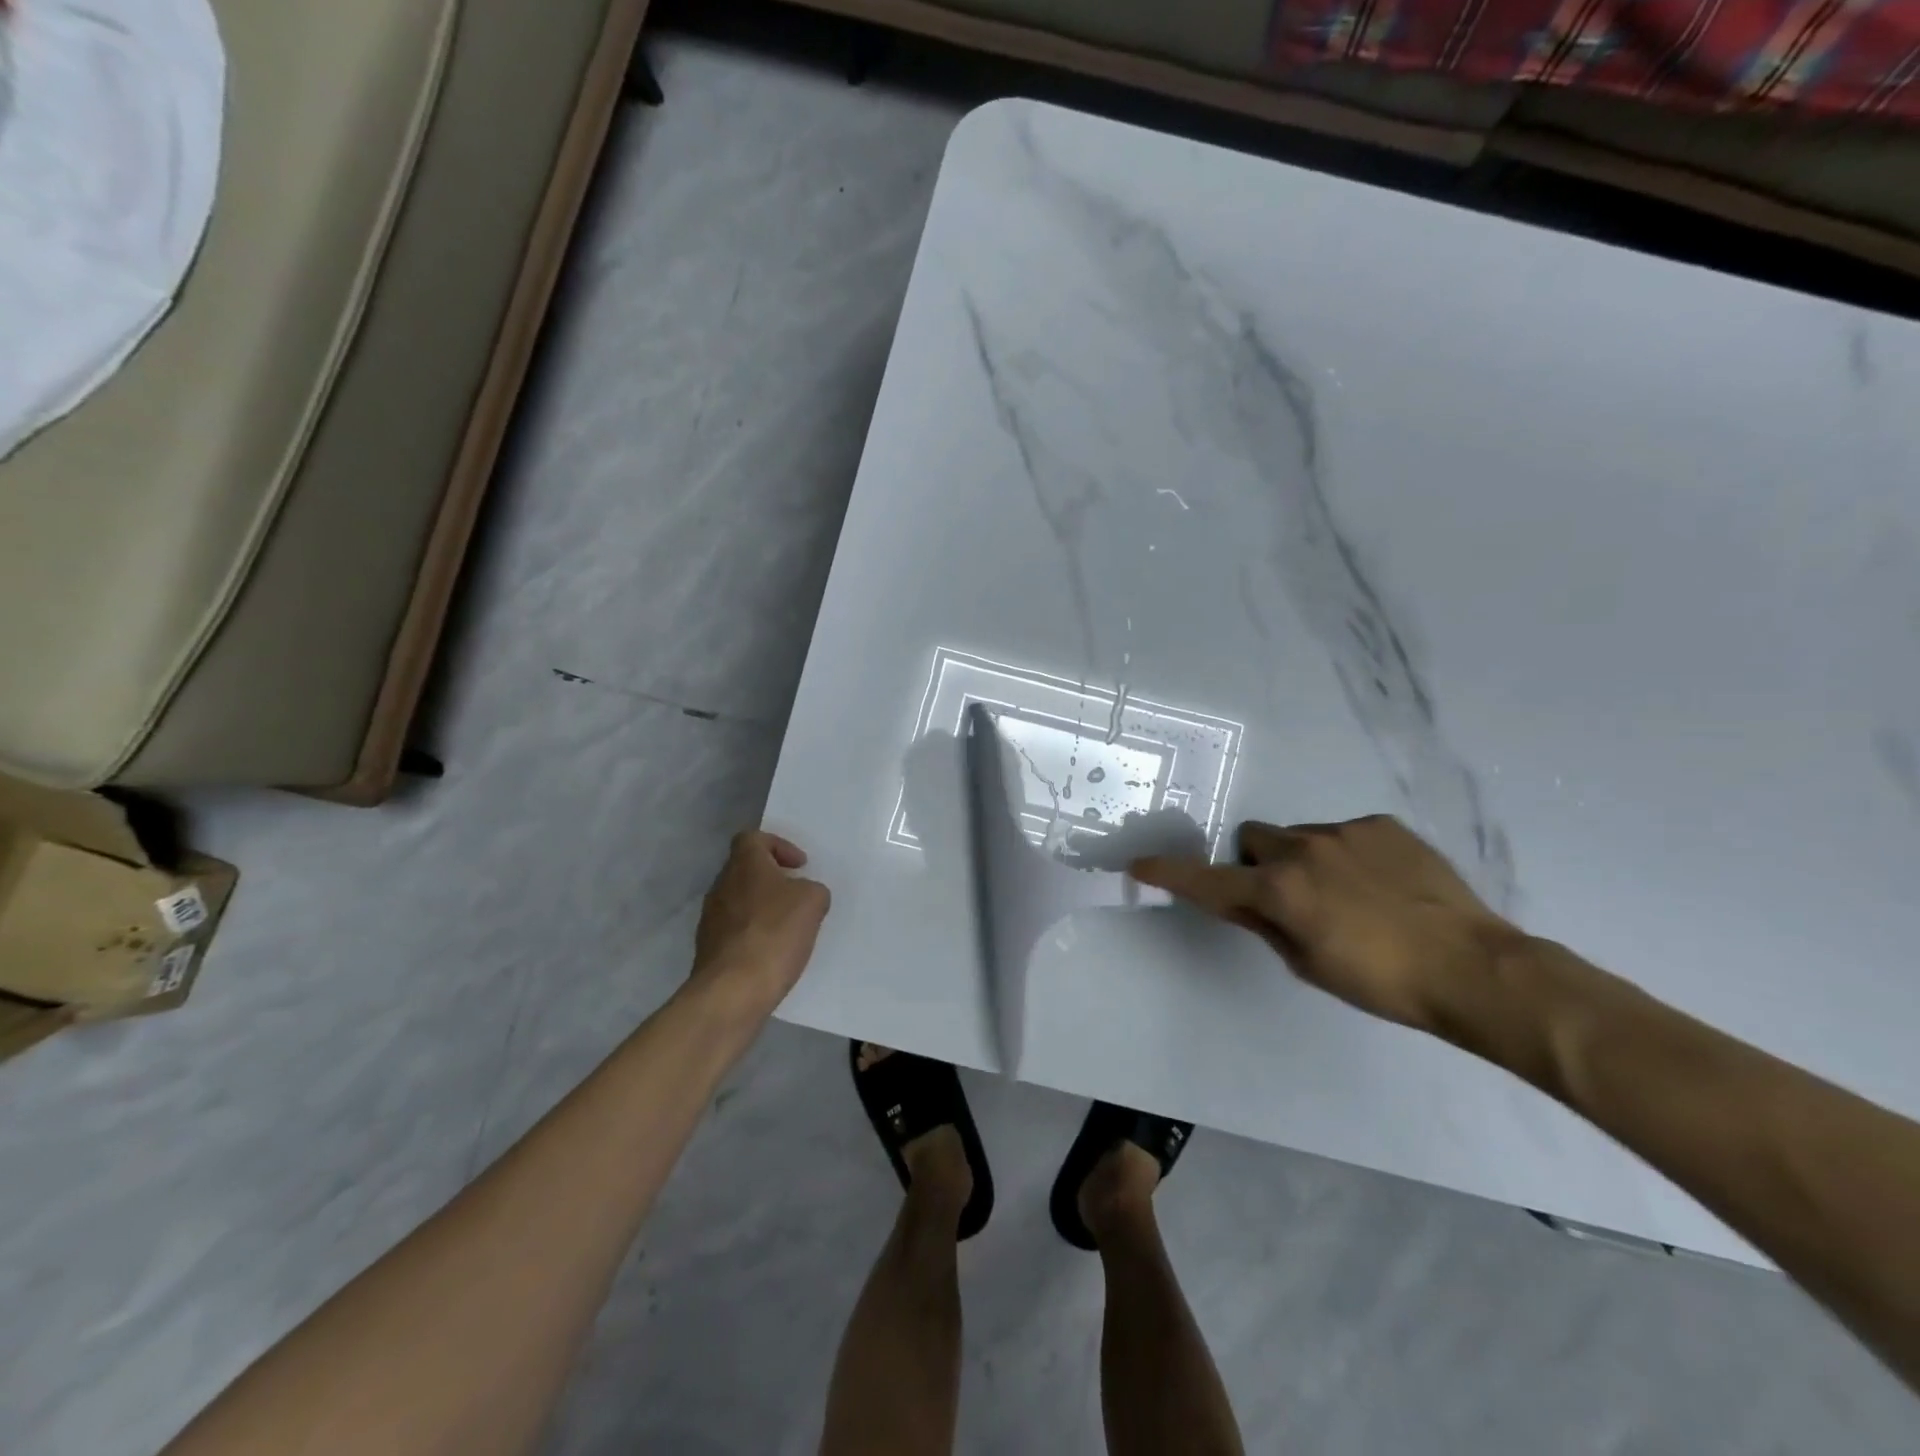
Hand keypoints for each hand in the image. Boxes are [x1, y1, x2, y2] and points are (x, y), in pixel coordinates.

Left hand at [690, 831, 830, 1016]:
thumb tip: (803, 895)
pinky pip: (736, 931)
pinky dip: (755, 935)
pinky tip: (774, 953)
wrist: (732, 990)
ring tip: (790, 928)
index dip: (779, 846)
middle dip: (774, 880)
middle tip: (799, 896)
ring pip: (741, 901)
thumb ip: (812, 890)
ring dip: (764, 909)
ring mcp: (711, 919)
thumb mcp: (813, 902)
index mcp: (744, 864)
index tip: (800, 866)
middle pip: (747, 870)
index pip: (753, 838)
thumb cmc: (774, 934)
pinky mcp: (709, 949)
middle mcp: (721, 885)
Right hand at [1131, 815, 1523, 1030]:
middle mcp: (1302, 850)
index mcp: (1280, 890)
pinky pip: (1343, 833)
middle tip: (1289, 897)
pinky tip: (1382, 883)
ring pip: (1298, 835)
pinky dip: (1346, 854)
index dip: (1171, 873)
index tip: (1140, 863)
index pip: (1209, 879)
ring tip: (1349, 894)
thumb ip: (1265, 924)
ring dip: (1303, 859)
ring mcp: (1344, 832)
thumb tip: (1241, 900)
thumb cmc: (1382, 982)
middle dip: (1258, 863)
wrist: (1474, 967)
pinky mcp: (1381, 824)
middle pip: (1253, 840)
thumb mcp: (1308, 963)